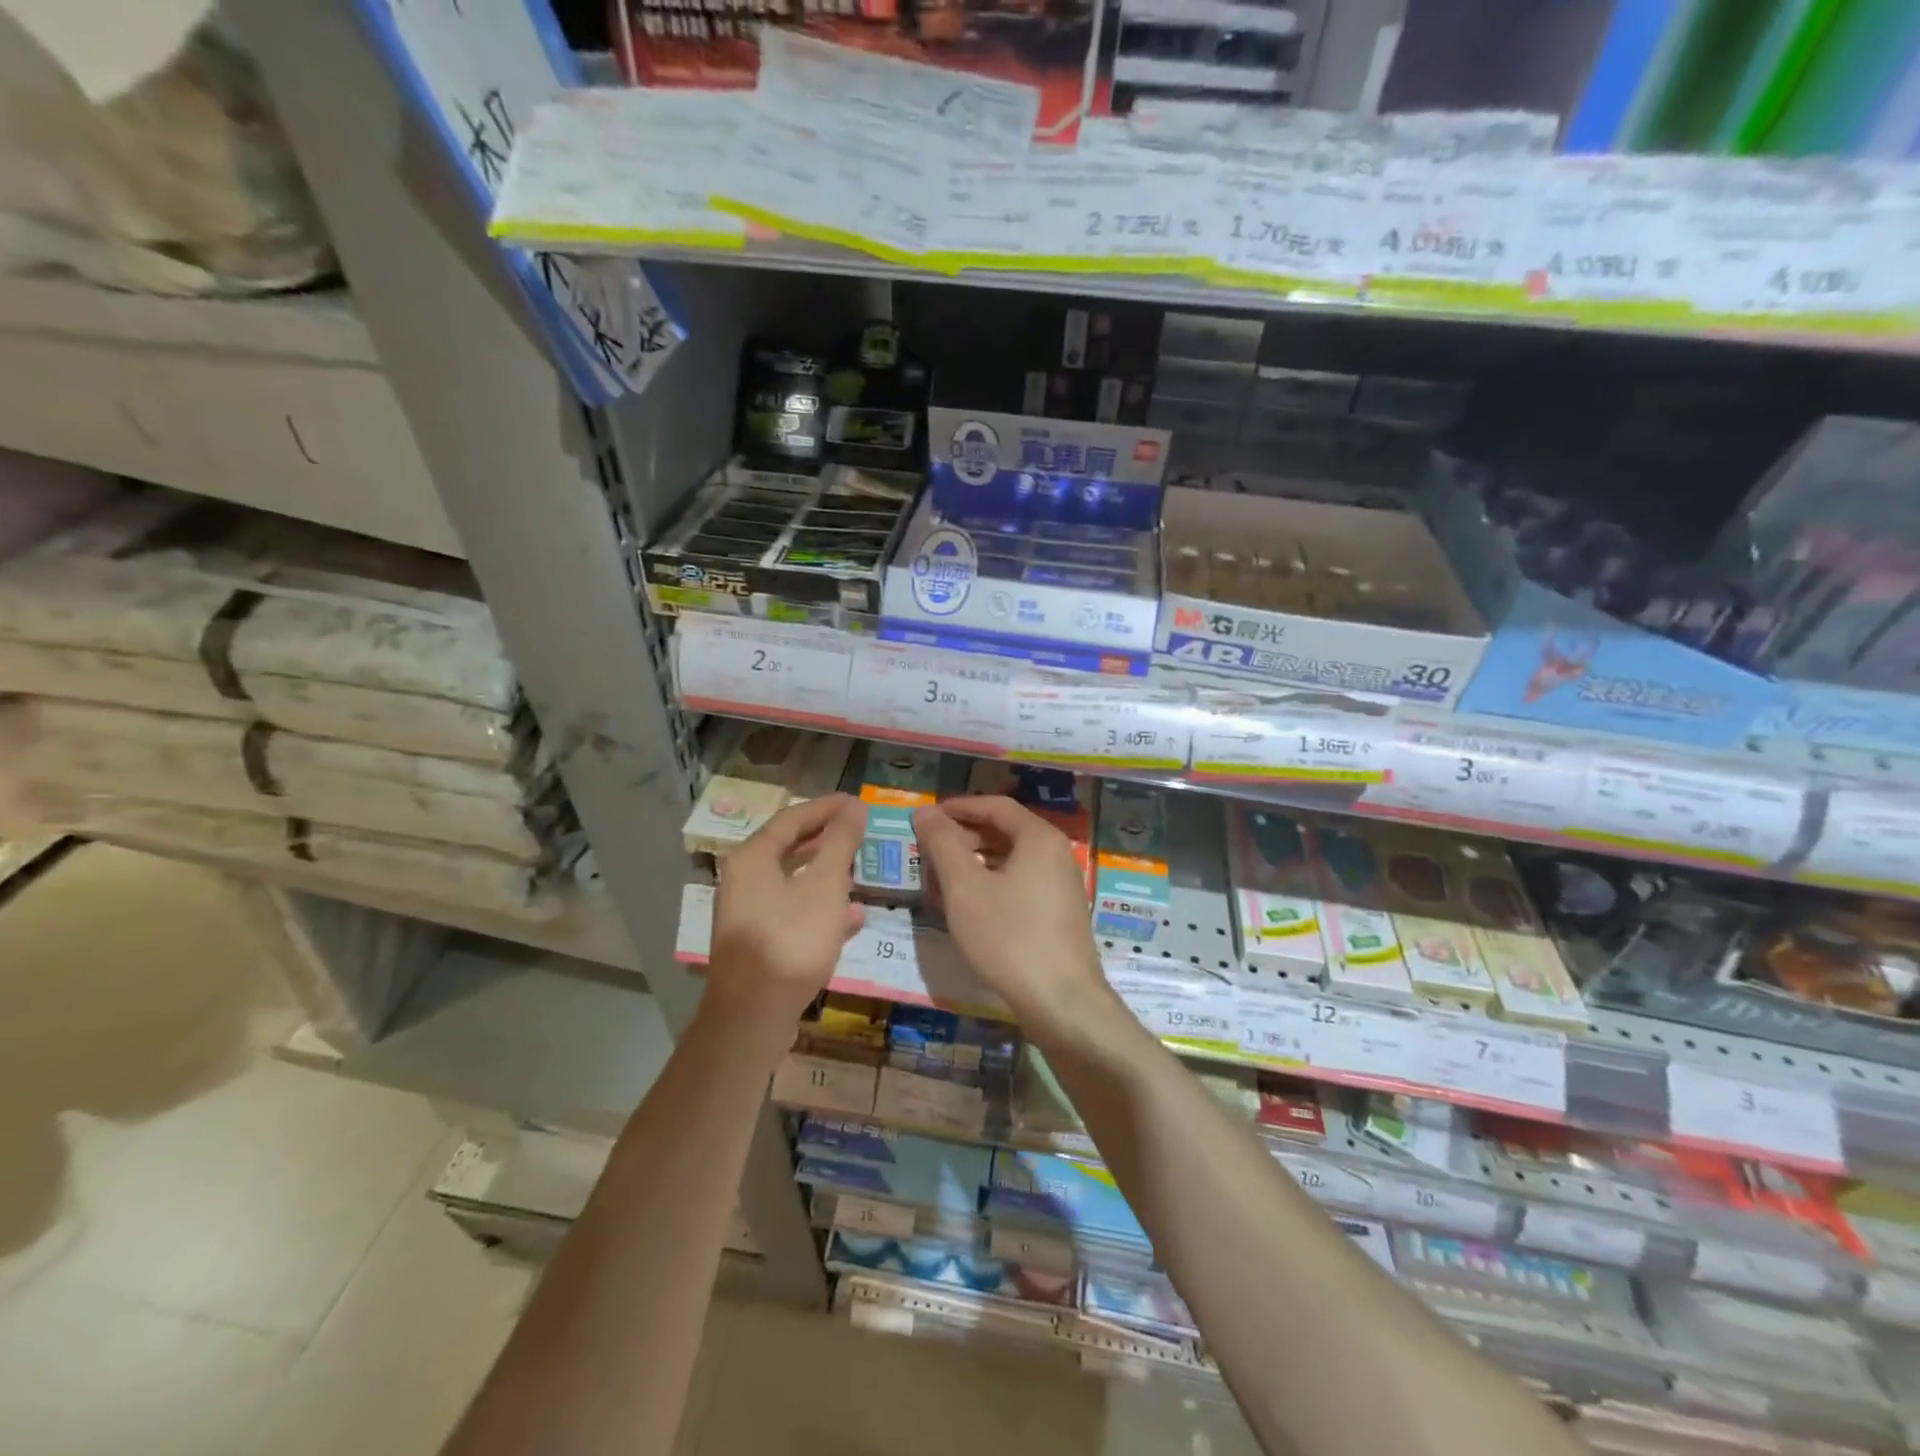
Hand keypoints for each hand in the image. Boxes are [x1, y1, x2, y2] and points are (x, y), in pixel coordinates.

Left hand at [706, 793, 866, 1051]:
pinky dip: (821, 908)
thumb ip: (841, 843)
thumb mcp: (825, 886)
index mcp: (752, 859)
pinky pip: (793, 913)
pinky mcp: (759, 944)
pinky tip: (852, 918)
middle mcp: (743, 881)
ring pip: (792, 882)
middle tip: (859, 829)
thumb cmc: (791, 940)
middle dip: (826, 839)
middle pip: (788, 848)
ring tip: (859, 868)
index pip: (791, 818)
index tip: (856, 801)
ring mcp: (749, 915)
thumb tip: (855, 807)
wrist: (752, 1016)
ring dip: (826, 873)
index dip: (826, 807)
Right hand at [914, 796, 1112, 1036]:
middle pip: (1005, 831)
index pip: (996, 806)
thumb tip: (925, 812)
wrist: (1062, 1002)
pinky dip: (991, 885)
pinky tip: (968, 907)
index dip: (959, 807)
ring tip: (941, 879)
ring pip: (1011, 861)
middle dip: (964, 837)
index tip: (927, 817)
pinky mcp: (1058, 915)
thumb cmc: (1009, 936)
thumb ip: (942, 845)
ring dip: (975, 863)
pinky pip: (1020, 885)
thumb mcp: (965, 888)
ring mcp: (1061, 886)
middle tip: (929, 850)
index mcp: (1039, 838)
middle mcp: (1056, 855)